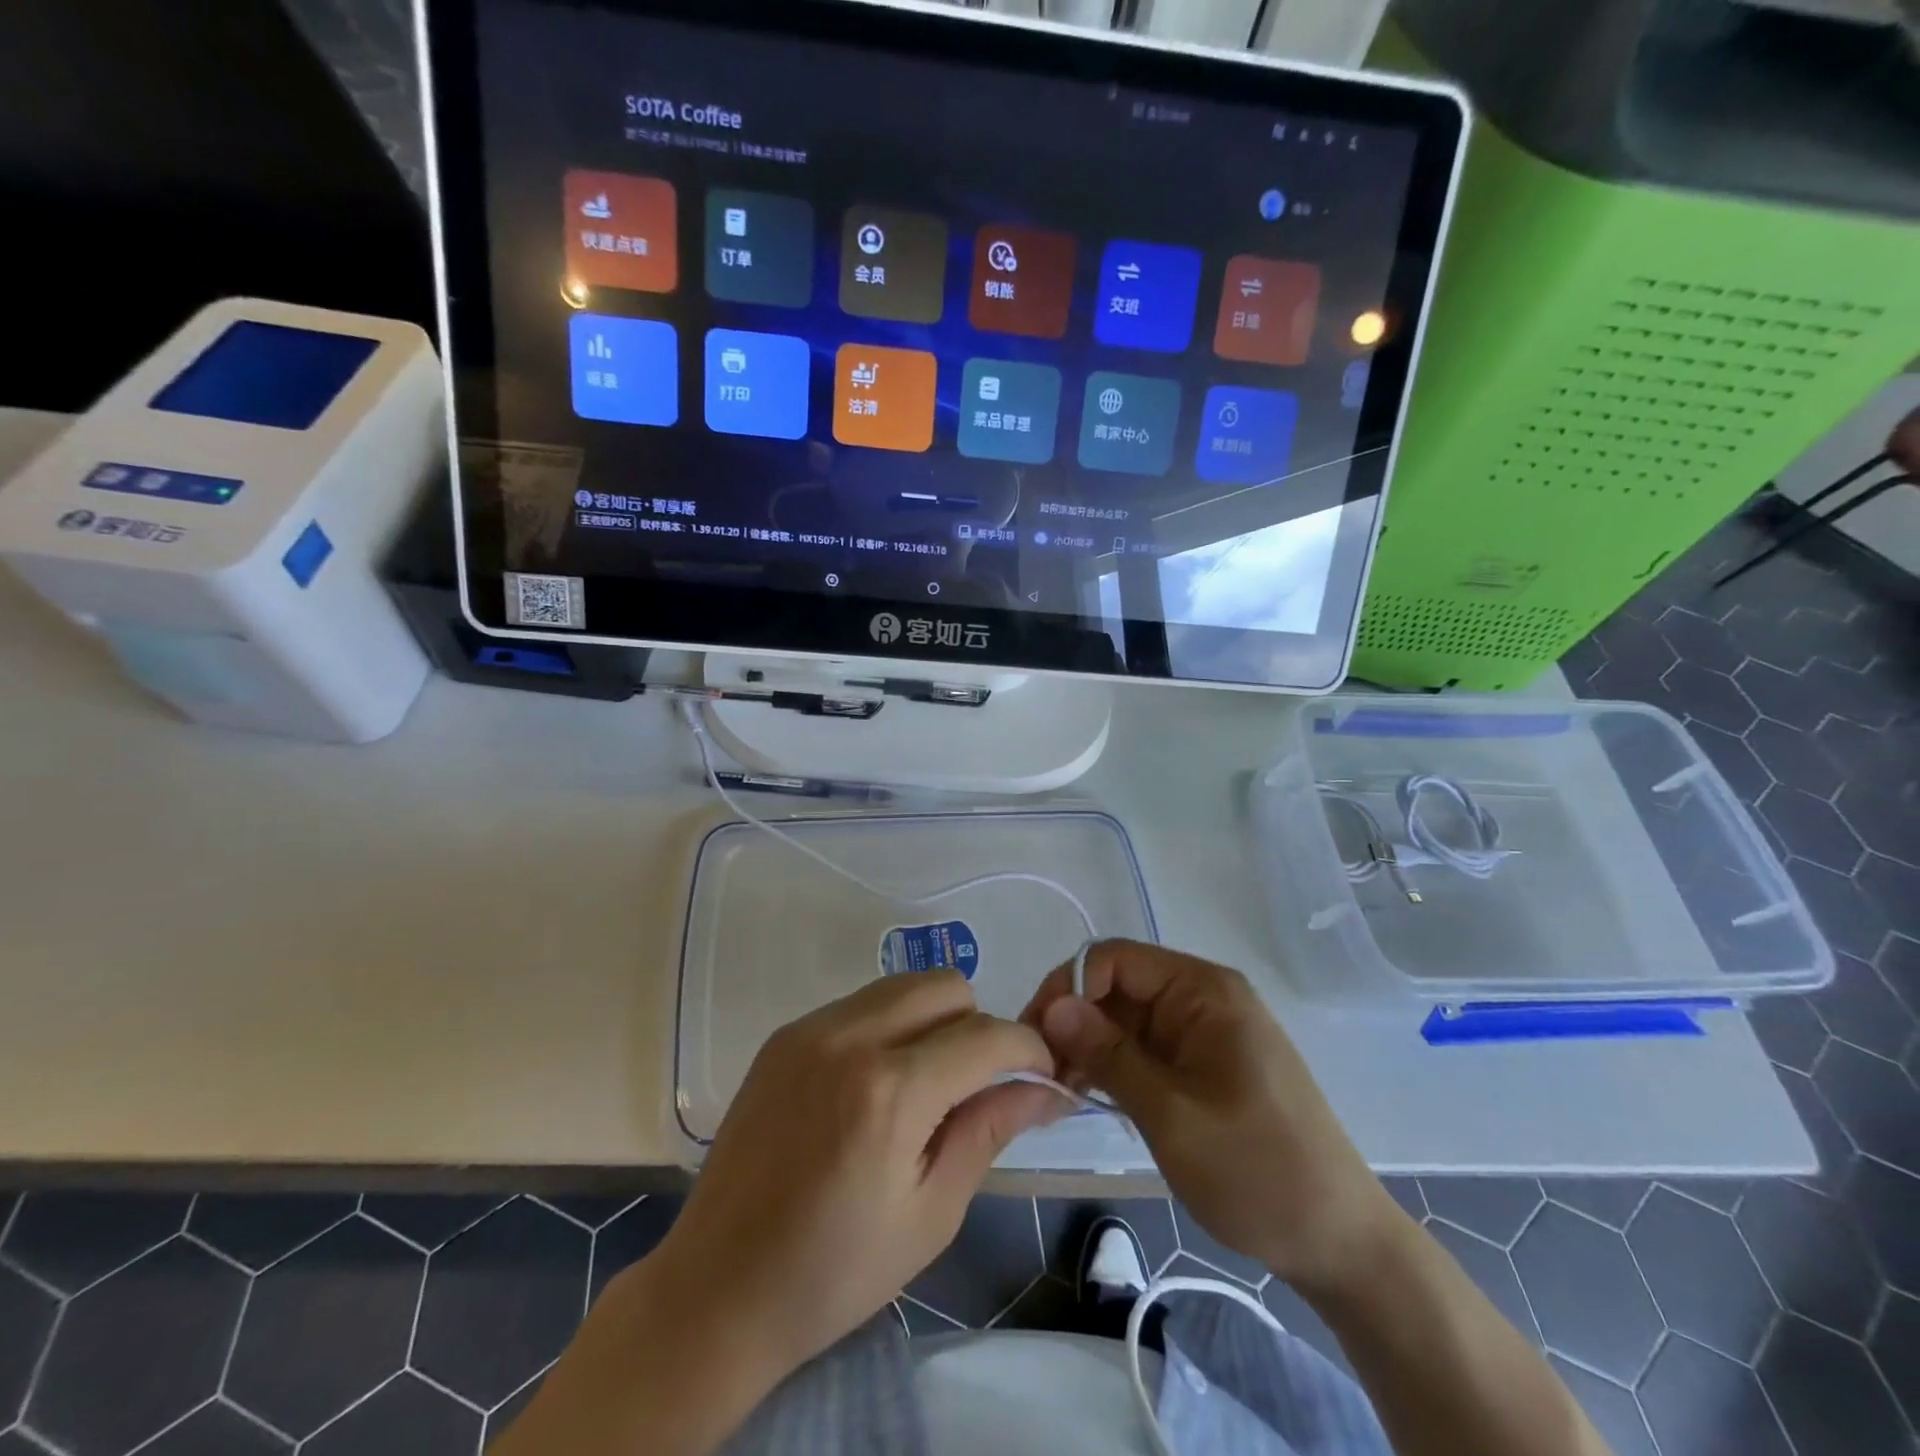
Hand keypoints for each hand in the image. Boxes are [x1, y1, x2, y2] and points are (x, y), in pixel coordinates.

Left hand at [648, 971, 1060, 1379]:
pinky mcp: (786, 1033)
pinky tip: (875, 1085)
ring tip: (925, 1084)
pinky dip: (889, 1027)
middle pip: (947, 986)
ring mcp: (811, 1028)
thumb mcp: (931, 1213)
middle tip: (975, 1086)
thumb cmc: (834, 1272)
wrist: (717, 1288)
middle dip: (979, 1026)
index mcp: (890, 1091)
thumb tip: (1046, 1087)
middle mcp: (850, 1037)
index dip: (1029, 1050)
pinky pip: (861, 1003)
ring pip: (904, 986)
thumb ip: (989, 1130)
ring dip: (934, 1020)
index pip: (987, 1036)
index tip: (1043, 1077)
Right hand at [1024, 941, 1402, 1297]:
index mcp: (1202, 991)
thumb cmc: (1258, 1173)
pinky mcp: (1201, 1063)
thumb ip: (1109, 1055)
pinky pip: (1143, 1047)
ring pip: (1125, 1018)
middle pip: (1117, 986)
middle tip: (1039, 1071)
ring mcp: (1203, 1031)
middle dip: (1073, 1020)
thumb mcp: (1172, 1115)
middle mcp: (1201, 998)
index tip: (1034, 1037)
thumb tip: (1053, 1007)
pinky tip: (1087, 1095)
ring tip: (1058, 1089)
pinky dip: (1112, 1065)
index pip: (1115, 959)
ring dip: (1088, 1046)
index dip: (1068, 988)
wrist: (1340, 1243)